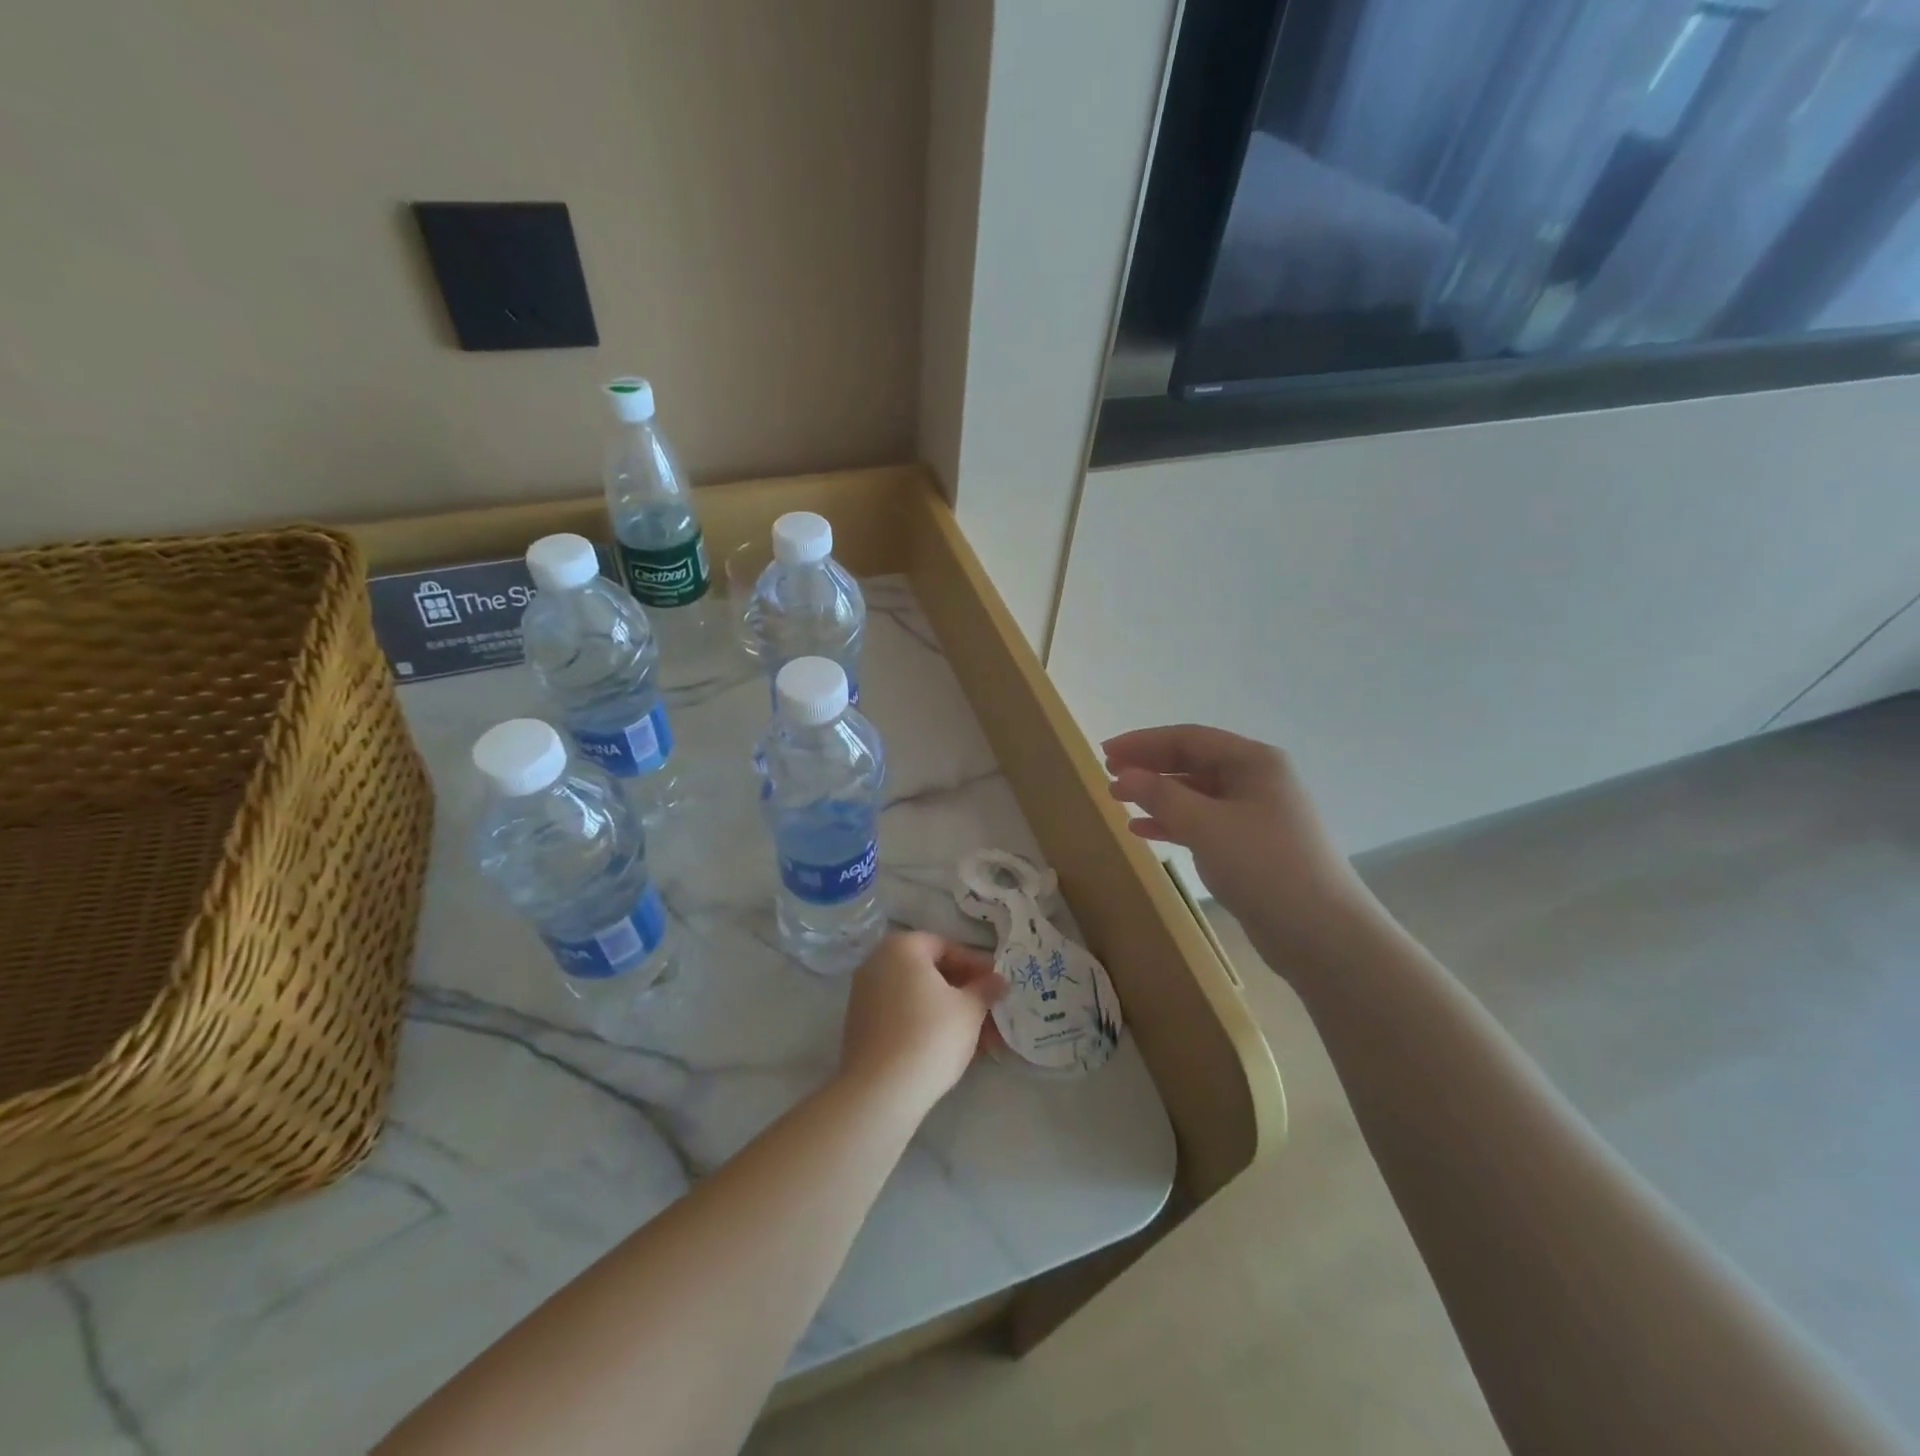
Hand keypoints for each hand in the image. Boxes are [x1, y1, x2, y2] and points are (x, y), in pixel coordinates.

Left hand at [838, 932, 1003, 1112]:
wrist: (881, 1091)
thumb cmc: (931, 1035)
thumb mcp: (969, 1010)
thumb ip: (985, 989)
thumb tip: (998, 980)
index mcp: (902, 947)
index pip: (946, 947)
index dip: (976, 966)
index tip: (997, 987)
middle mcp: (877, 963)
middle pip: (930, 973)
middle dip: (965, 994)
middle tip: (992, 1015)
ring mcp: (864, 995)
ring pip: (918, 998)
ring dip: (950, 1013)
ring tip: (981, 1041)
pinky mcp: (861, 1026)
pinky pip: (902, 1016)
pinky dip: (926, 1025)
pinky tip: (951, 1049)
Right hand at [1104, 724, 1381, 965]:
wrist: (1322, 933)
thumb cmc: (1264, 866)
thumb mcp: (1206, 825)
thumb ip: (1160, 796)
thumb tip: (1123, 775)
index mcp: (1253, 762)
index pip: (1189, 739)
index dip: (1143, 742)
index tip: (1105, 752)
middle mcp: (1257, 780)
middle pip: (1192, 762)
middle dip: (1149, 766)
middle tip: (1109, 774)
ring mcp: (1256, 814)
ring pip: (1196, 793)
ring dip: (1157, 795)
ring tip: (1118, 800)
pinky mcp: (1251, 845)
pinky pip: (1203, 822)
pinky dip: (1172, 822)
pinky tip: (1142, 831)